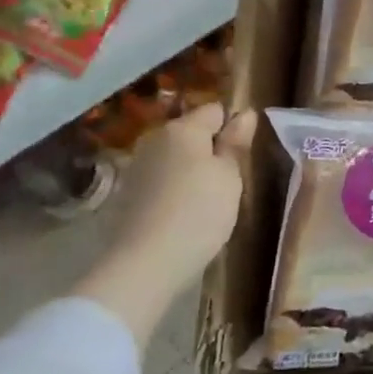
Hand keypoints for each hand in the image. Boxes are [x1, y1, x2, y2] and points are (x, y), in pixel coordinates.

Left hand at [77, 104, 256, 346]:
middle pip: (191, 132)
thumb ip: (235, 143)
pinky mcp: (127, 194)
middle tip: (230, 179)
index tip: (244, 153)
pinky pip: (160, 179)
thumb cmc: (199, 213)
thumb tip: (245, 114)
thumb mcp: (230, 177)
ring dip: (191, 169)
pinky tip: (183, 213)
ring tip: (208, 200)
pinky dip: (174, 189)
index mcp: (183, 129)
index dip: (233, 126)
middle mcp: (155, 139)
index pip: (215, 110)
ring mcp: (137, 166)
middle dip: (211, 148)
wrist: (145, 263)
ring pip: (175, 157)